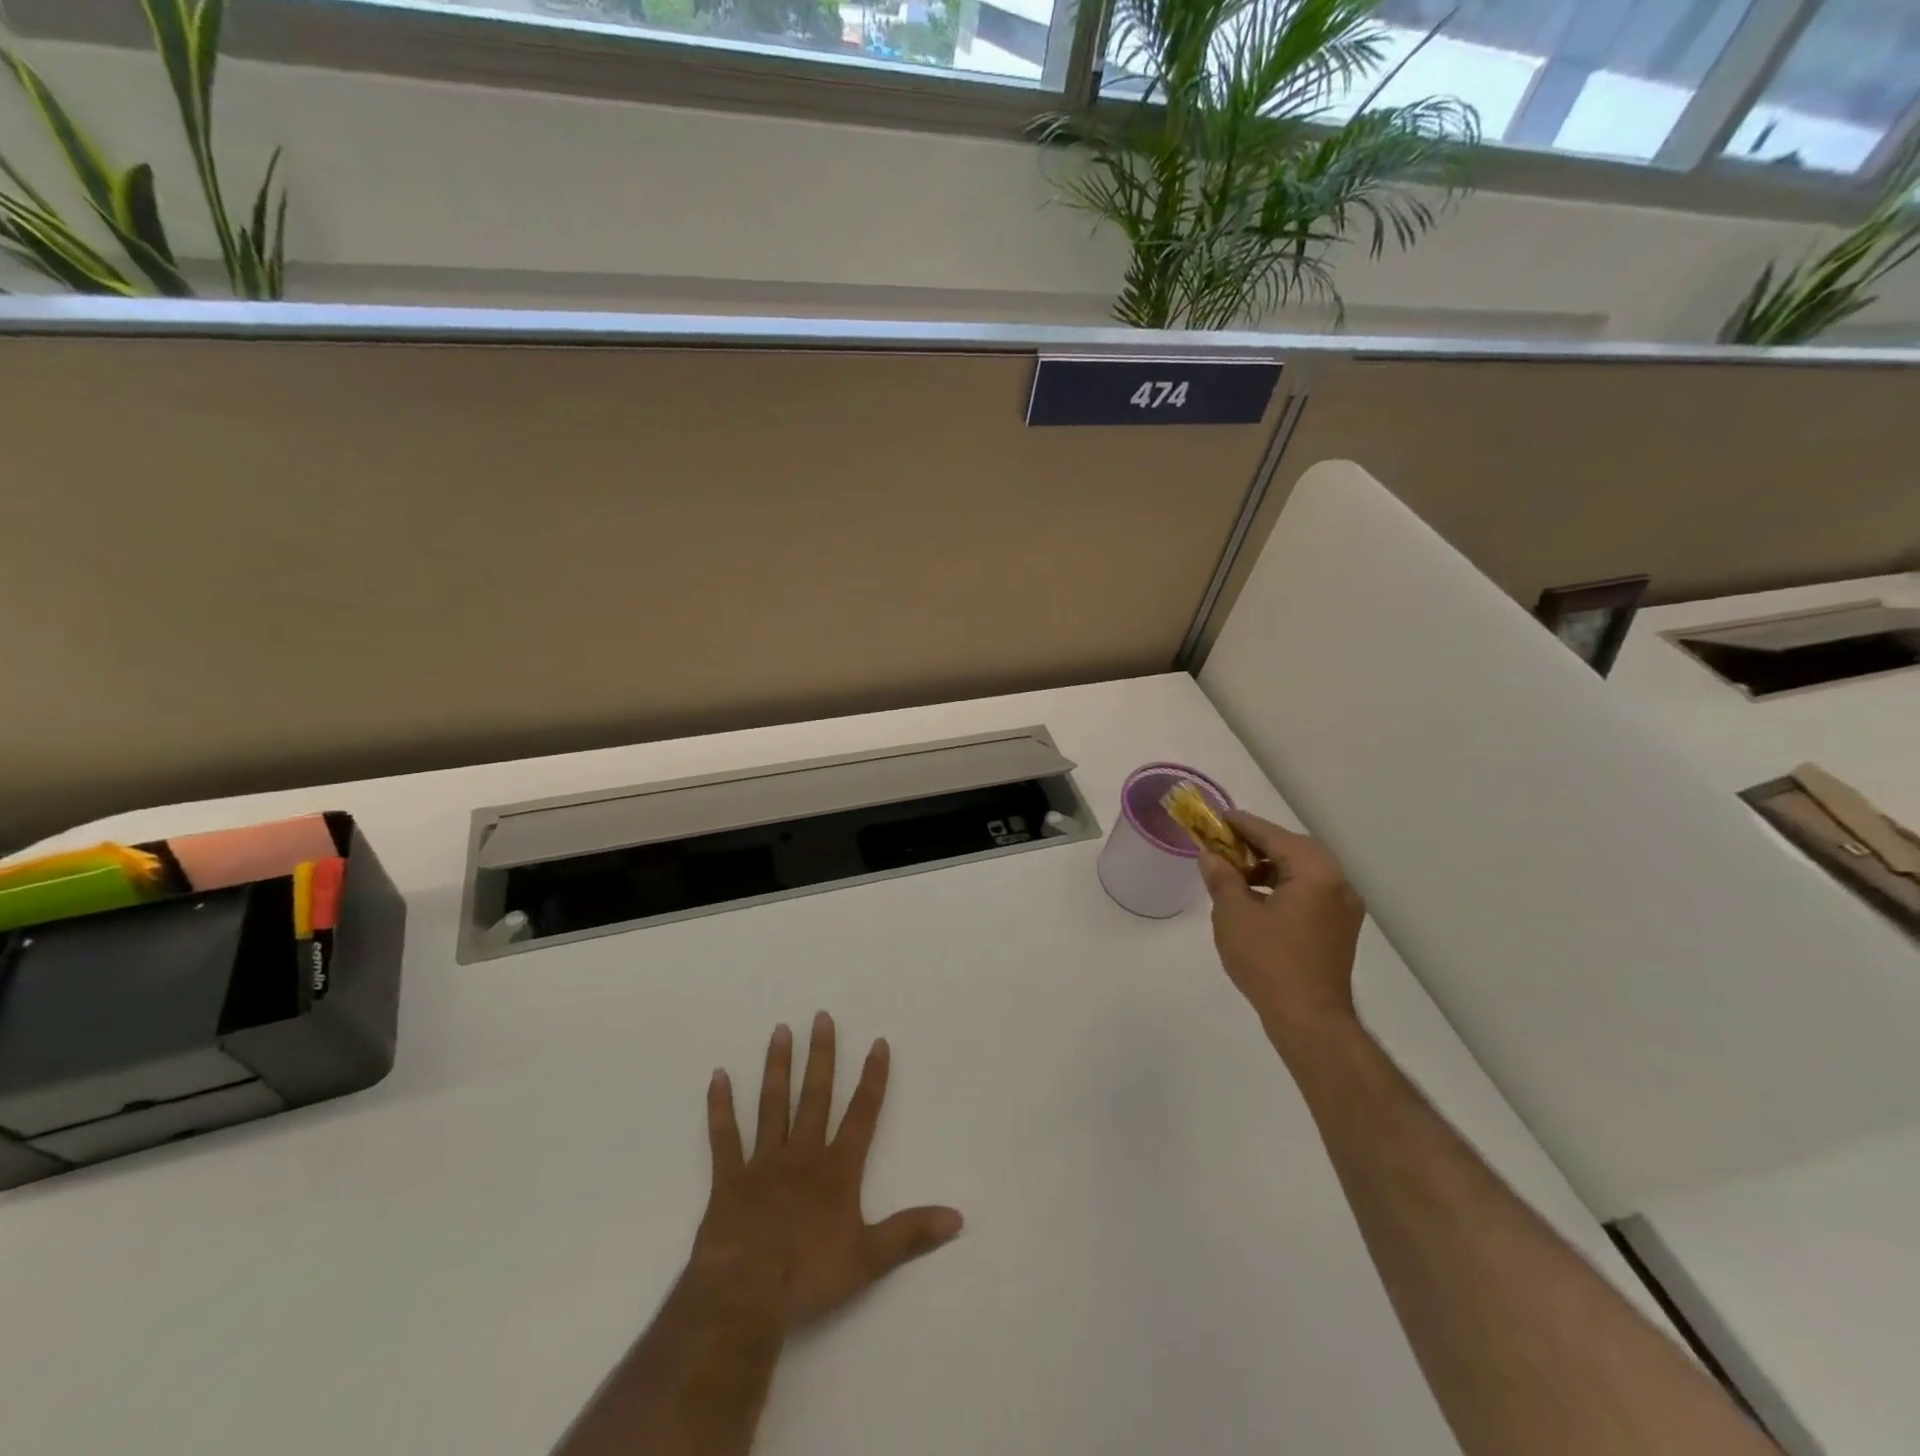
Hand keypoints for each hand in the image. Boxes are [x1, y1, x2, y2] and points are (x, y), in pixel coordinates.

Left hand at [693, 1012, 963, 1329]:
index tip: (878, 1042)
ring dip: (778, 1067)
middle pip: (815, 1095)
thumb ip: (911, 1234)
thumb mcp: (869, 1259)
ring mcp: (763, 1162)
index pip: (862, 1114)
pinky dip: (720, 1106)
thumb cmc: (809, 1277)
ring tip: (780, 1030)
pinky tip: (717, 1076)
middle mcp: (802, 1154)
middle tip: (821, 1017)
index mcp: (836, 1169)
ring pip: (773, 1104)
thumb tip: (958, 1217)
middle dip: (821, 1055)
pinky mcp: (729, 1178)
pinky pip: (724, 1136)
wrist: (745, 1297)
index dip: (872, 1078)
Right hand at [1198, 813, 1365, 1041]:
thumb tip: (1210, 856)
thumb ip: (1222, 878)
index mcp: (1315, 873)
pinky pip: (1312, 891)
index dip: (1243, 825)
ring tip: (1237, 872)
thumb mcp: (1233, 915)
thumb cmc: (1269, 962)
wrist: (1310, 1020)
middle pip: (1295, 849)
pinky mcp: (1340, 928)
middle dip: (1259, 844)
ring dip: (1272, 865)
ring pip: (1305, 871)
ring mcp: (1344, 907)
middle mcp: (1338, 883)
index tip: (1219, 818)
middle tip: (1226, 844)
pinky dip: (1285, 885)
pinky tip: (1258, 898)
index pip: (1274, 836)